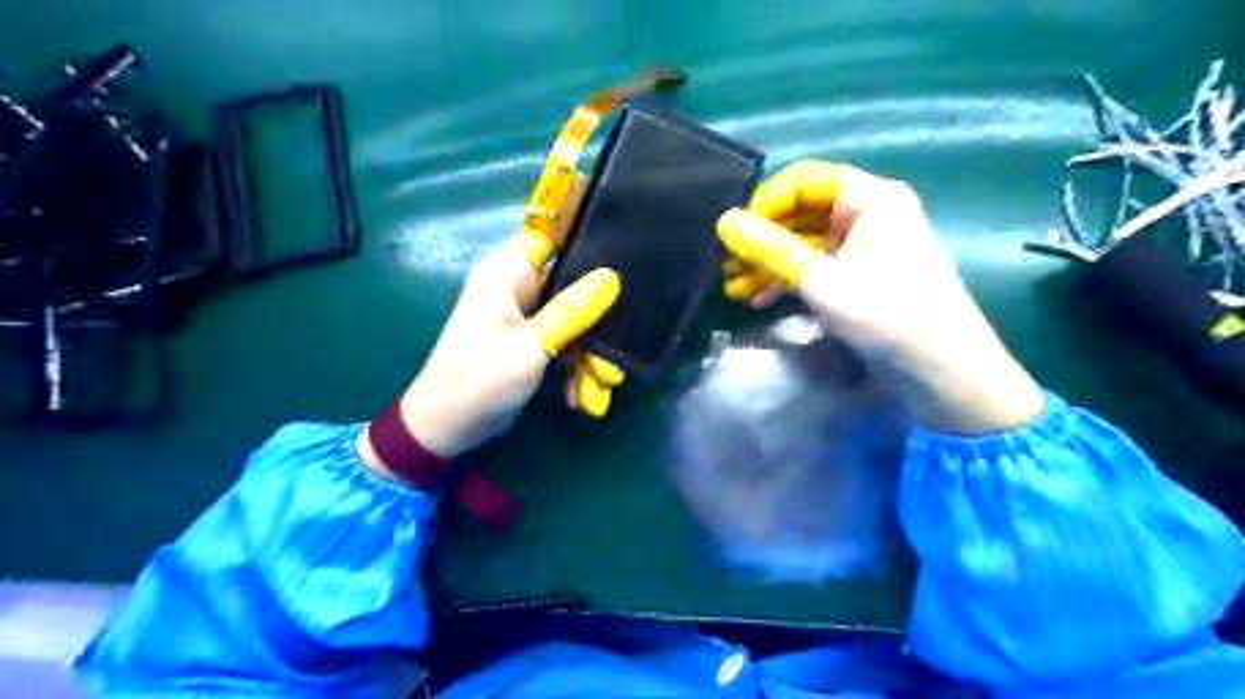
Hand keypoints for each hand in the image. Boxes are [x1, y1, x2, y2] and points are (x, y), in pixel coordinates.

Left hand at [377, 243, 613, 462]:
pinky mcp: (531, 341)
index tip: (627, 251)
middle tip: (621, 342)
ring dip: (589, 352)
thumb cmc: (479, 382)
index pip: (551, 235)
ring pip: (574, 317)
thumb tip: (612, 276)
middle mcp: (516, 287)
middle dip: (598, 316)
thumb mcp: (530, 348)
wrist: (447, 431)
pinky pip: (565, 341)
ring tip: (601, 384)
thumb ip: (570, 312)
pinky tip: (581, 396)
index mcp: (505, 274)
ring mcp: (525, 316)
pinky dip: (575, 366)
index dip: (588, 237)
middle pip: (571, 281)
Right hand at [716, 161, 1043, 432]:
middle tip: (727, 268)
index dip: (764, 204)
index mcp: (870, 198)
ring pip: (807, 243)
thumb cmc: (885, 314)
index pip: (803, 181)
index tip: (734, 235)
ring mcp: (868, 247)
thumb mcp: (819, 280)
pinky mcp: (865, 277)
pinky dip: (791, 280)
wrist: (943, 371)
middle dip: (762, 241)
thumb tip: (725, 221)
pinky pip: (819, 266)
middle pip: (803, 213)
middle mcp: (870, 213)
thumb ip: (770, 249)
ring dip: (771, 264)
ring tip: (736, 290)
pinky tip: (762, 300)